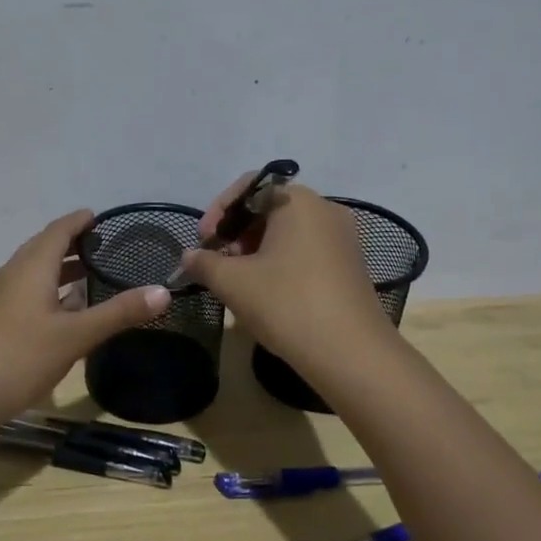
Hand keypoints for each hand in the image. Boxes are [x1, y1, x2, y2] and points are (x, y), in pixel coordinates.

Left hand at [0, 209, 170, 435]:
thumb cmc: (19, 357)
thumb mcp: (75, 336)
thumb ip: (118, 313)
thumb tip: (162, 291)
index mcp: (31, 267)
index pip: (58, 230)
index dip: (80, 221)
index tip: (102, 217)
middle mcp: (13, 274)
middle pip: (44, 247)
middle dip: (73, 243)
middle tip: (105, 246)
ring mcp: (1, 298)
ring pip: (35, 272)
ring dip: (61, 268)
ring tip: (92, 274)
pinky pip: (28, 292)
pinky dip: (51, 290)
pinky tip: (66, 311)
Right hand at [182, 176, 388, 370]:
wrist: (351, 353)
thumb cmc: (287, 303)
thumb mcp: (233, 282)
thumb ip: (204, 262)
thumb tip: (190, 256)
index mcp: (298, 201)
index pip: (249, 187)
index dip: (219, 211)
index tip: (204, 242)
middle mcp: (325, 209)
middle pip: (269, 208)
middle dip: (237, 232)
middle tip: (218, 264)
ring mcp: (343, 238)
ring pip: (287, 232)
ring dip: (256, 250)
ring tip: (239, 282)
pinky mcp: (350, 265)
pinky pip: (306, 251)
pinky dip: (280, 263)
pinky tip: (268, 293)